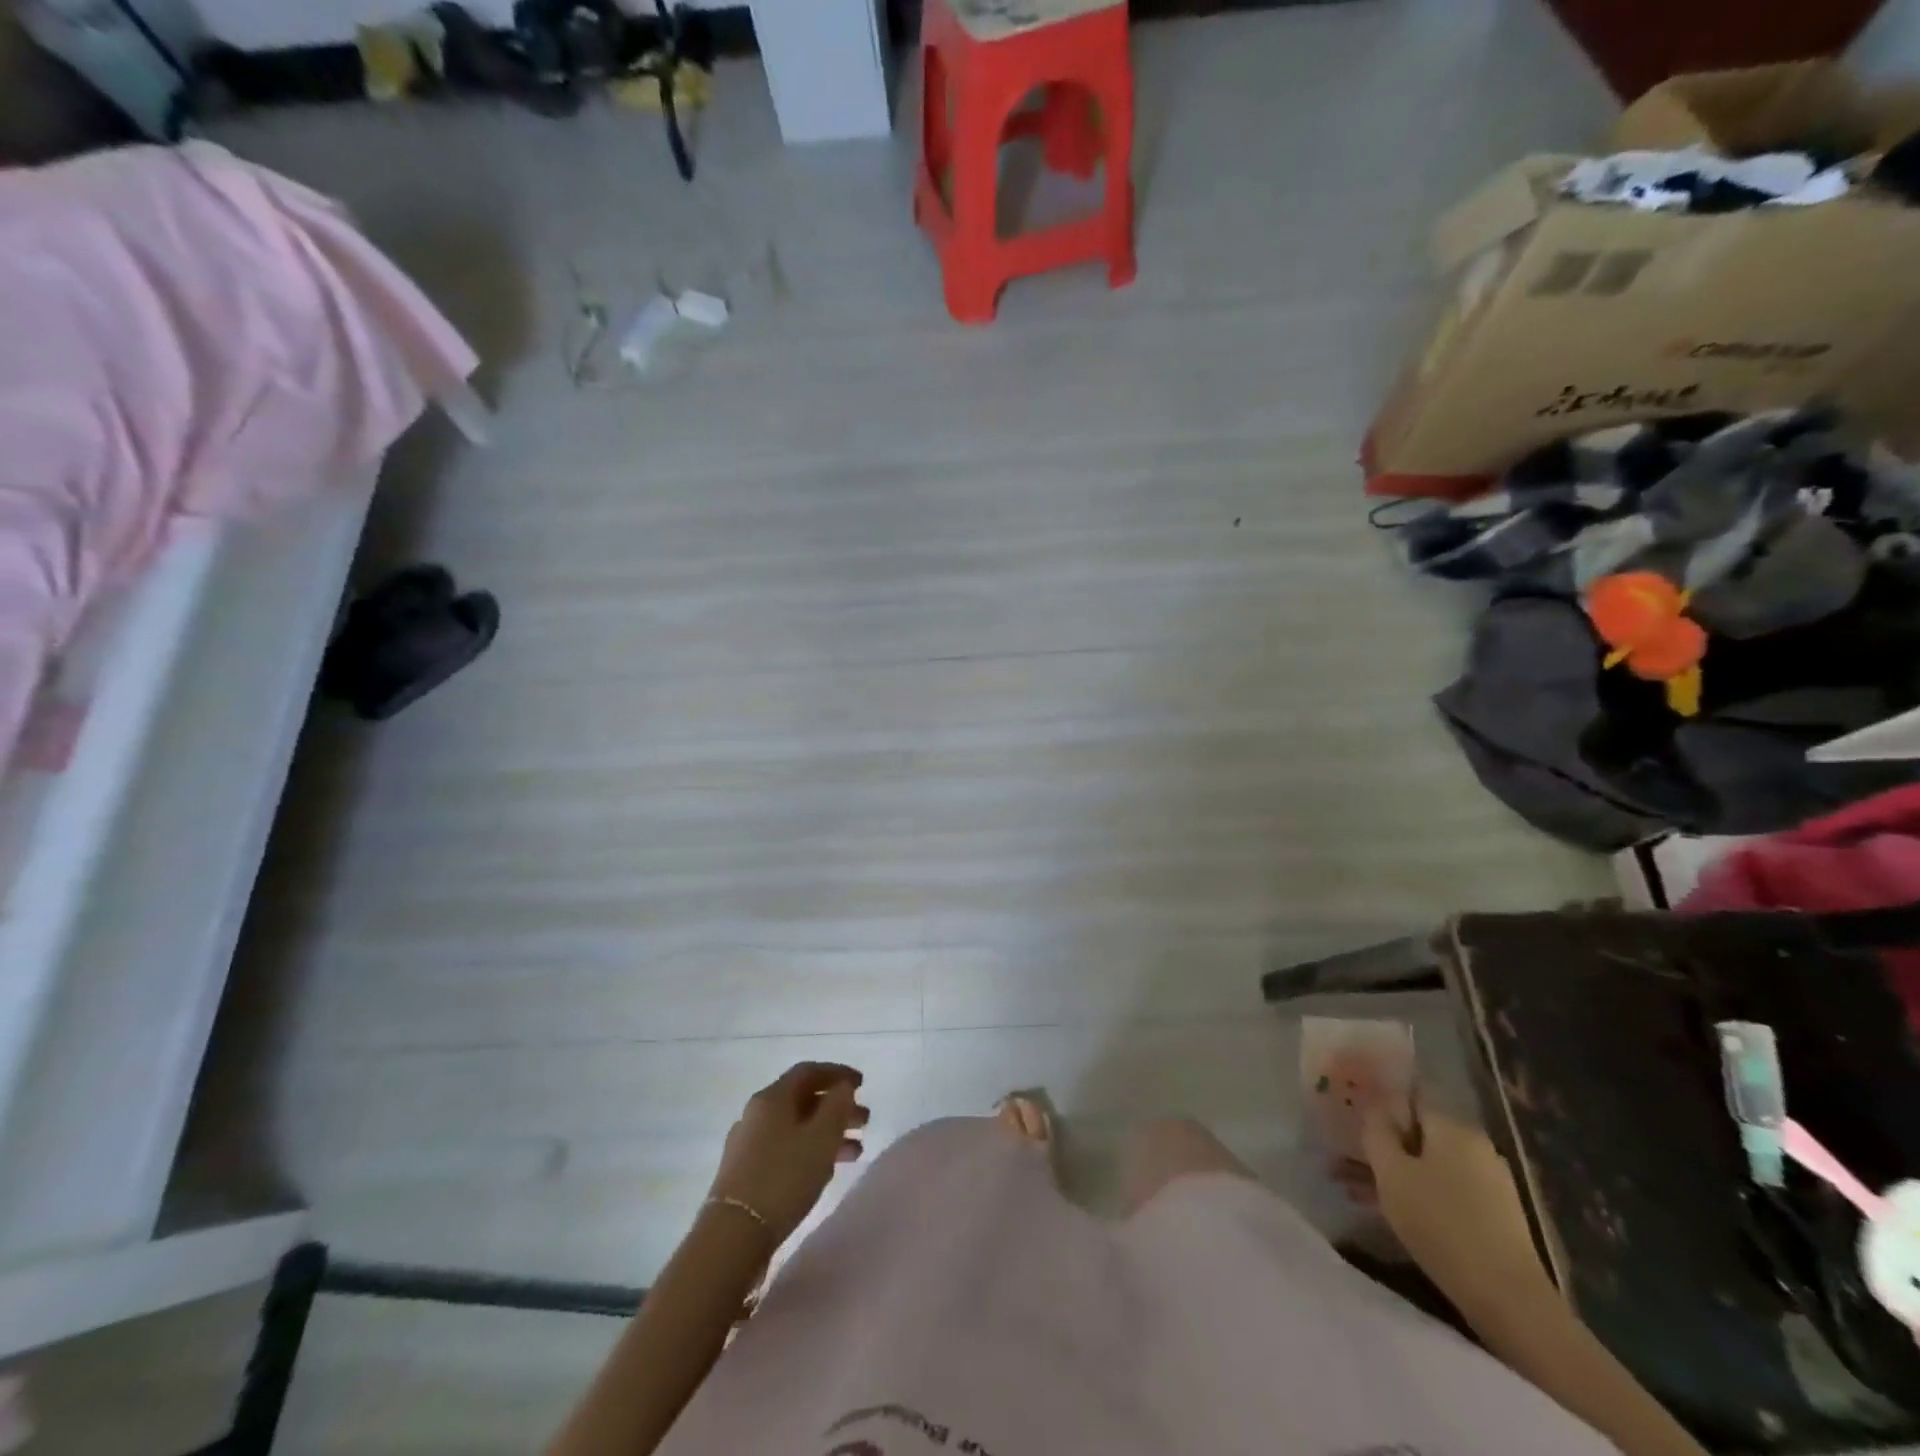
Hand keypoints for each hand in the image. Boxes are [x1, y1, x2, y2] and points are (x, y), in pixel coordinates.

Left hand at [707, 1063, 869, 1243]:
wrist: (733, 1236)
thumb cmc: (784, 1177)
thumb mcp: (821, 1137)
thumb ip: (838, 1105)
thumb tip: (842, 1086)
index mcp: (772, 1097)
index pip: (808, 1071)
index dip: (838, 1073)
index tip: (862, 1084)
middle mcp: (756, 1113)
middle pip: (802, 1099)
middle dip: (836, 1107)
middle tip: (864, 1120)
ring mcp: (748, 1144)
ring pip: (796, 1127)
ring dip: (827, 1132)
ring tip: (855, 1151)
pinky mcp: (745, 1173)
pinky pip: (785, 1149)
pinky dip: (809, 1151)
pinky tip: (826, 1170)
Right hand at [1359, 1101, 1556, 1318]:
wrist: (1508, 1299)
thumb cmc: (1440, 1223)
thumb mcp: (1392, 1172)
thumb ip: (1377, 1131)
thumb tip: (1374, 1106)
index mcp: (1453, 1126)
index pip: (1410, 1096)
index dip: (1379, 1104)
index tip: (1352, 1118)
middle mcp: (1475, 1146)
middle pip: (1418, 1134)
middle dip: (1381, 1145)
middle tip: (1345, 1158)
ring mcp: (1489, 1182)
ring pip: (1428, 1165)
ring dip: (1394, 1172)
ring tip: (1354, 1189)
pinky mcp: (1495, 1216)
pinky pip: (1444, 1190)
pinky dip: (1417, 1194)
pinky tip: (1390, 1211)